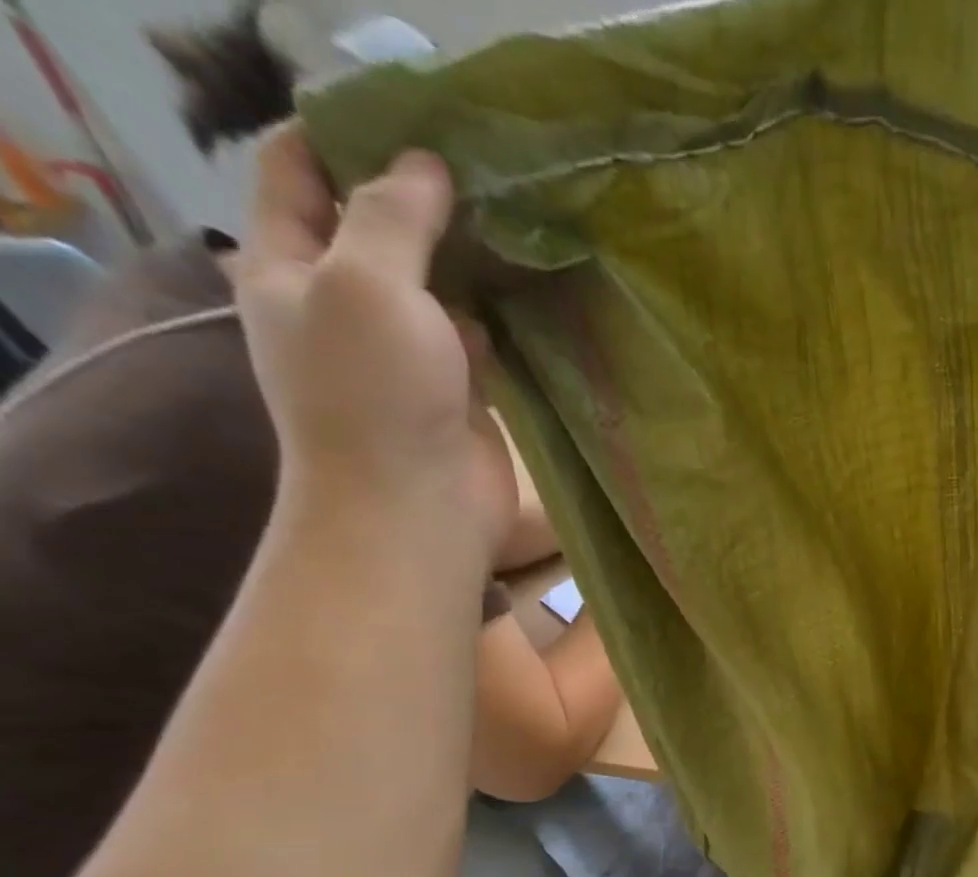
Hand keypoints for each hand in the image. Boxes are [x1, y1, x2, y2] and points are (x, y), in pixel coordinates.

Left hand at [233, 125, 512, 551]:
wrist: (416, 507)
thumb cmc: (373, 394)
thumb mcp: (366, 283)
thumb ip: (393, 216)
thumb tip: (426, 166)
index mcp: (289, 265)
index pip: (299, 170)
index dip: (344, 132)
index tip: (412, 114)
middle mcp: (344, 302)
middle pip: (377, 225)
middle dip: (423, 193)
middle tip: (486, 165)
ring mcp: (405, 351)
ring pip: (437, 283)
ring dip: (471, 255)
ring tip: (522, 218)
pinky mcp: (458, 390)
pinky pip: (478, 336)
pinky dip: (500, 313)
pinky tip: (534, 289)